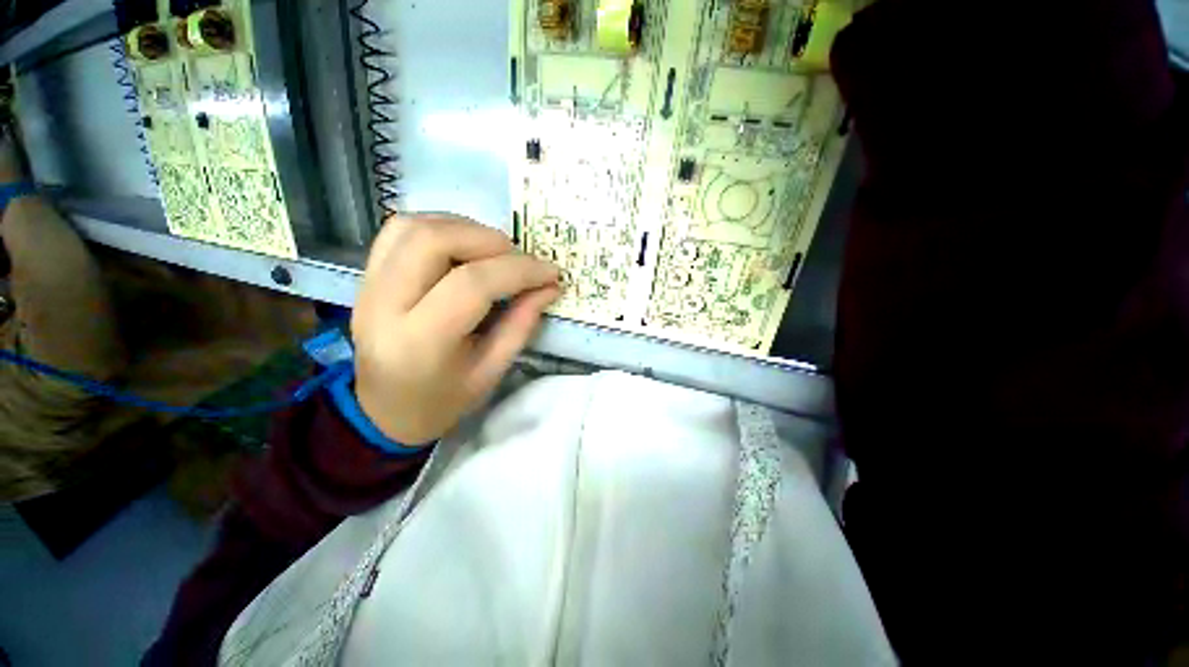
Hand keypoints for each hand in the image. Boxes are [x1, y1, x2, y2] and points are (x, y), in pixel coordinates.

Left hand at [351, 215, 560, 444]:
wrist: (384, 411)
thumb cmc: (443, 401)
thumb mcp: (491, 372)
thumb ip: (521, 324)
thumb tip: (549, 286)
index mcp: (420, 342)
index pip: (472, 284)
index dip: (519, 271)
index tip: (550, 272)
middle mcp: (385, 305)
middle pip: (434, 241)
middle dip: (488, 240)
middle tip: (519, 259)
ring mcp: (368, 286)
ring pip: (413, 227)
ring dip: (464, 228)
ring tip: (495, 250)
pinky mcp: (366, 277)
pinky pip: (399, 232)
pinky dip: (439, 227)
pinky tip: (463, 244)